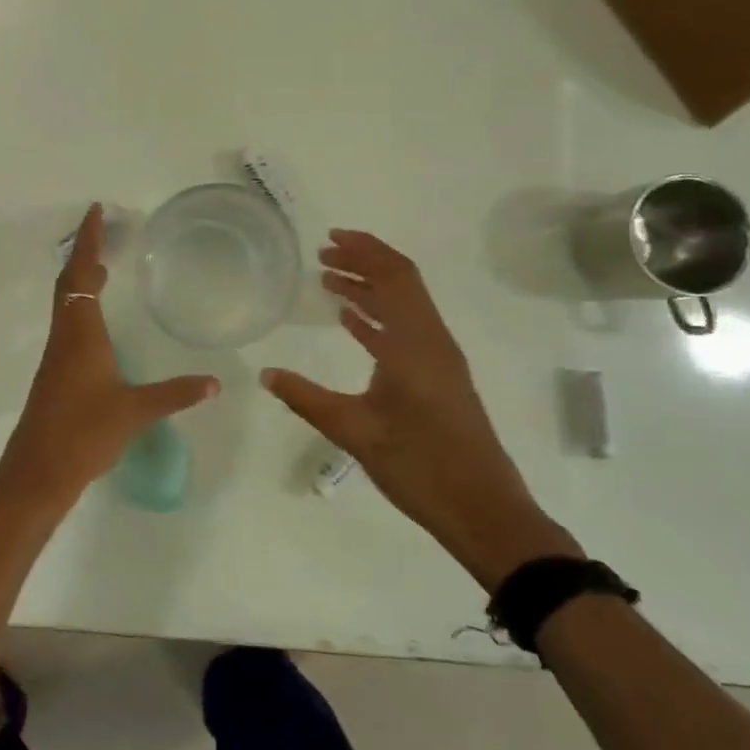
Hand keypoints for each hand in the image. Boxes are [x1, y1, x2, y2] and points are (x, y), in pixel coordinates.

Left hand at [0, 204, 219, 527]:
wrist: (37, 473)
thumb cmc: (83, 433)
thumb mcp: (134, 411)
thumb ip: (175, 394)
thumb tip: (215, 383)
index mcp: (80, 334)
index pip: (81, 275)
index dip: (87, 241)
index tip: (95, 212)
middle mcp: (64, 337)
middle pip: (68, 283)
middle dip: (83, 253)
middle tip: (105, 232)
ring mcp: (57, 356)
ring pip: (66, 305)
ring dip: (82, 280)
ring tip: (106, 270)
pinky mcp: (56, 375)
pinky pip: (69, 325)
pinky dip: (82, 307)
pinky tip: (100, 325)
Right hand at [261, 229, 578, 591]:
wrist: (483, 510)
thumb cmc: (419, 467)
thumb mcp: (354, 432)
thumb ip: (307, 398)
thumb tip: (266, 373)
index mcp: (414, 344)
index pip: (392, 277)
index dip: (363, 252)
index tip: (329, 239)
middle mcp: (432, 341)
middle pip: (401, 282)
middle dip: (365, 261)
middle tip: (324, 254)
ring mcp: (440, 359)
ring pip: (405, 305)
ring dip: (371, 287)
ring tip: (331, 282)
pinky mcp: (441, 378)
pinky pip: (408, 330)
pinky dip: (380, 316)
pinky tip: (353, 322)